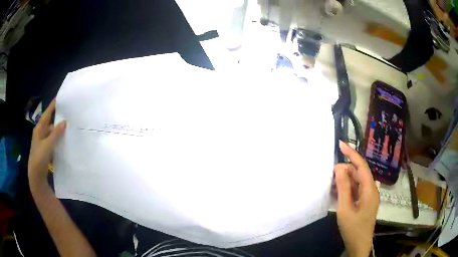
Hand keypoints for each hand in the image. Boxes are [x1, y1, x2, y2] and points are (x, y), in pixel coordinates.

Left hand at [28, 99, 65, 185]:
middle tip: (68, 114)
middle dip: (58, 119)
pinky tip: (65, 141)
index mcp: (39, 129)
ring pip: (53, 133)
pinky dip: (58, 140)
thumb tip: (64, 121)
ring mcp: (43, 142)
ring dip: (59, 131)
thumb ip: (55, 134)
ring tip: (69, 128)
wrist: (36, 175)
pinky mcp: (46, 149)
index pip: (47, 114)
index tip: (59, 98)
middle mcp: (41, 133)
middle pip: (50, 123)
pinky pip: (53, 141)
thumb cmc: (39, 158)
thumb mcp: (47, 145)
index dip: (52, 106)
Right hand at [334, 141, 378, 256]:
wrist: (359, 245)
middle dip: (346, 170)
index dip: (351, 153)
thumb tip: (340, 167)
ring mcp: (370, 196)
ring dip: (346, 180)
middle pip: (359, 173)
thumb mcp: (345, 209)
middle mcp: (372, 189)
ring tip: (333, 185)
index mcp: (370, 189)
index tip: (340, 144)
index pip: (361, 165)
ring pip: (358, 181)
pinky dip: (348, 188)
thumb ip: (343, 188)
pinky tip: (340, 193)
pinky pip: (357, 189)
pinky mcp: (366, 201)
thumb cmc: (353, 229)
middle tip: (331, 175)